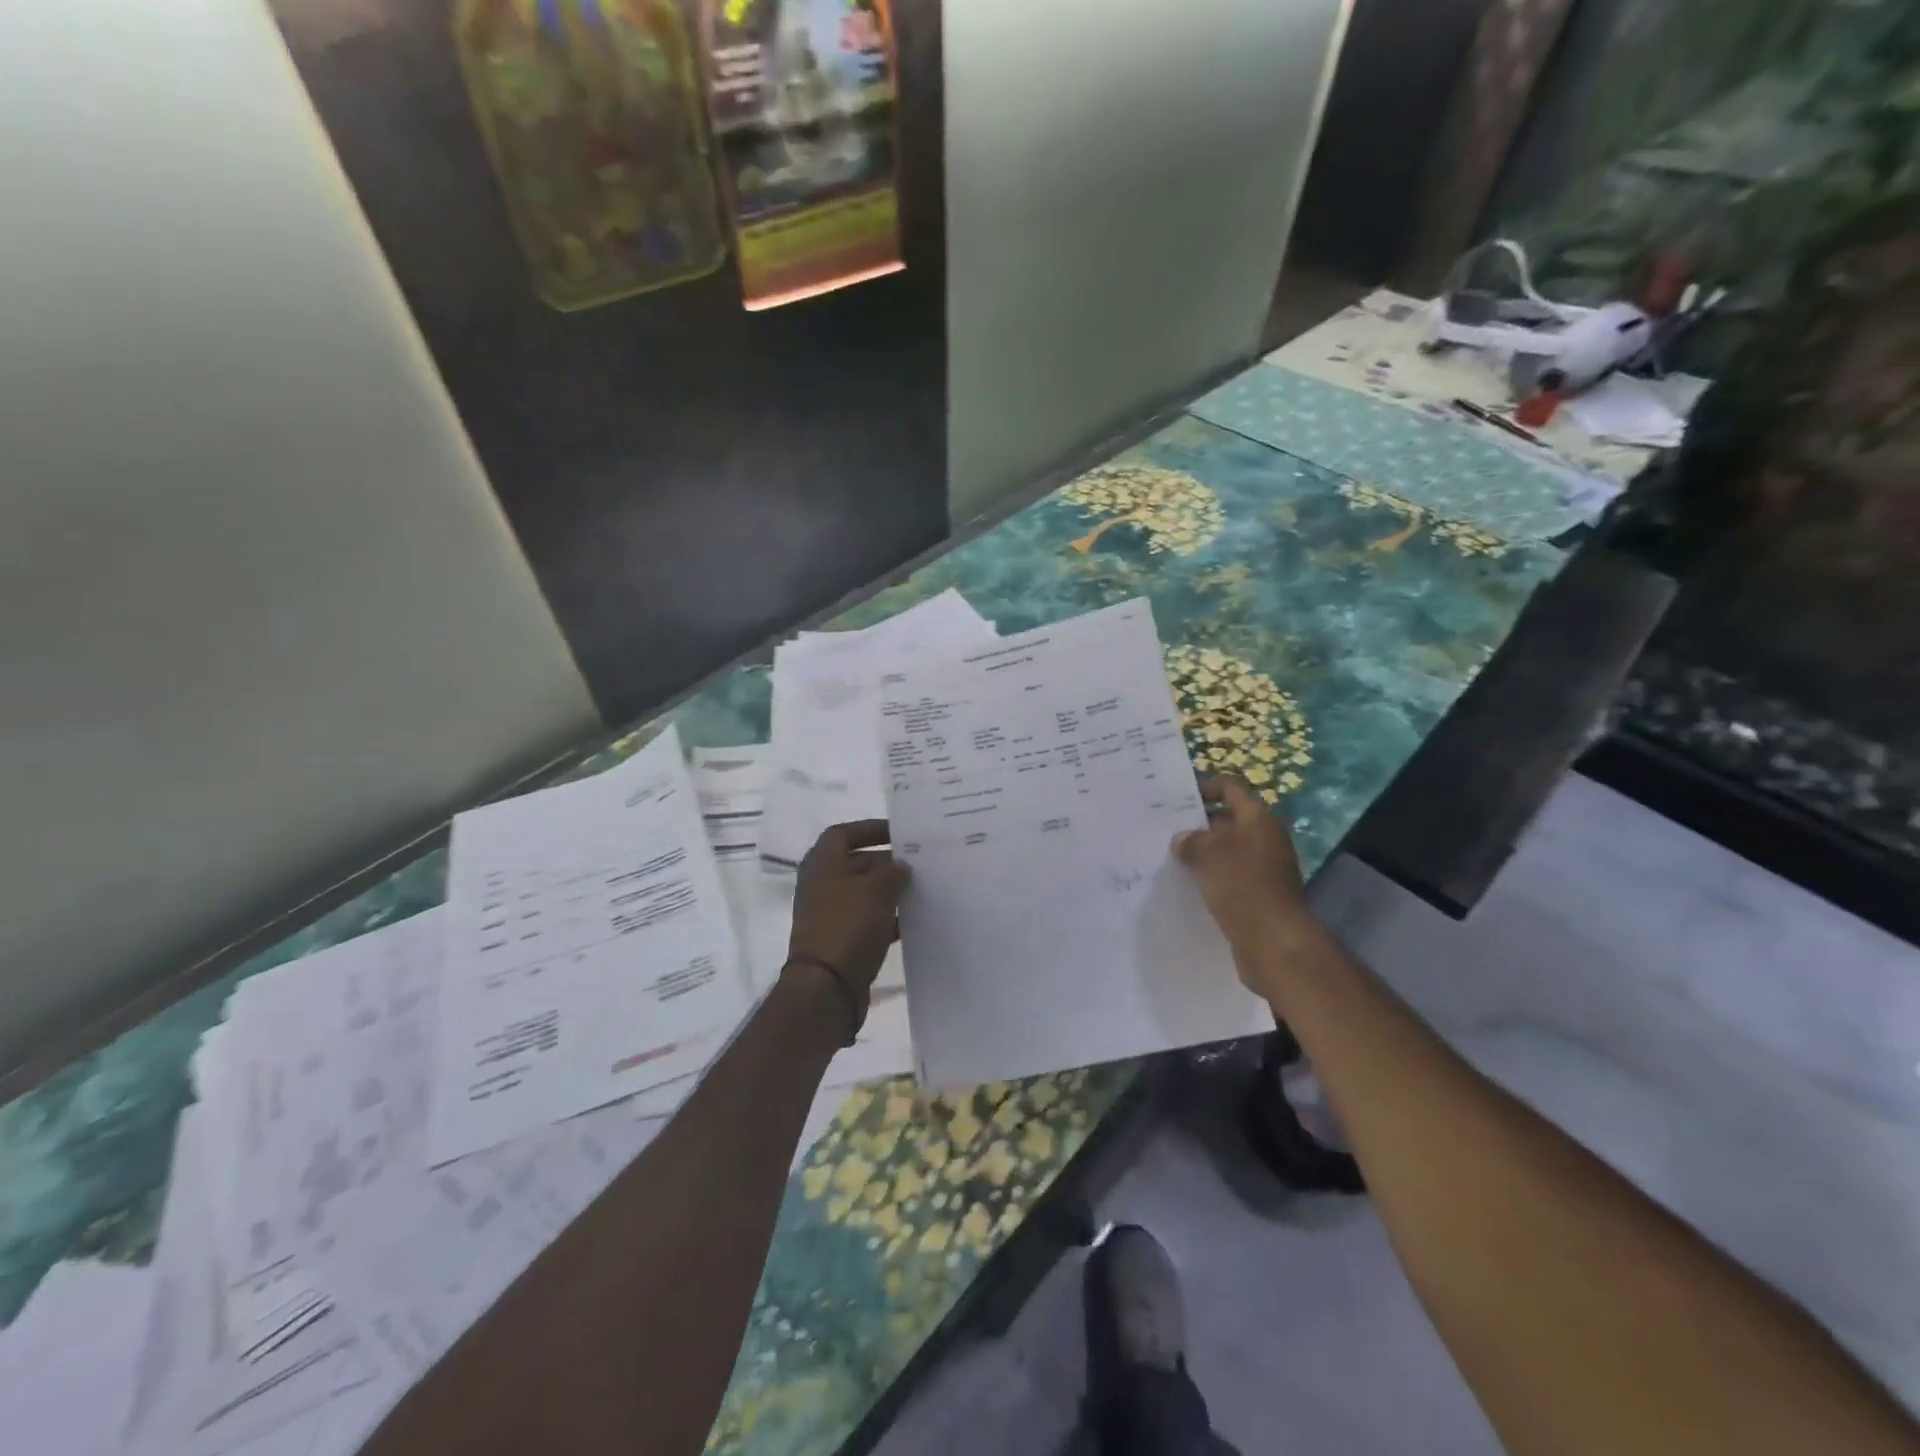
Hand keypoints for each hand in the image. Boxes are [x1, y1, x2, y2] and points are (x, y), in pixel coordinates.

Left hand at [788, 819, 910, 1000]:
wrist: (826, 988)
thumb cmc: (848, 926)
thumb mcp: (877, 890)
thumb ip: (893, 871)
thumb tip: (900, 867)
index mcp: (822, 864)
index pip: (843, 833)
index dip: (870, 829)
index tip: (900, 834)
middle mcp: (822, 885)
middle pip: (857, 863)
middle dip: (887, 862)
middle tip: (919, 864)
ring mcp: (829, 914)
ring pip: (864, 893)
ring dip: (890, 891)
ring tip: (922, 890)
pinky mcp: (840, 940)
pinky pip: (867, 920)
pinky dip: (887, 918)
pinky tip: (912, 921)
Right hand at [1171, 779, 1316, 980]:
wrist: (1273, 941)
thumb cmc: (1242, 885)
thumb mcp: (1209, 854)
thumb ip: (1192, 841)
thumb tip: (1182, 840)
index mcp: (1259, 820)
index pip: (1232, 790)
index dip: (1207, 788)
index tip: (1179, 795)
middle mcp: (1265, 839)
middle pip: (1230, 821)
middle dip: (1200, 823)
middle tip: (1168, 828)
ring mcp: (1265, 869)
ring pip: (1228, 851)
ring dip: (1204, 852)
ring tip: (1172, 856)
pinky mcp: (1259, 894)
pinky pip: (1231, 876)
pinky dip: (1212, 875)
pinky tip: (1188, 883)